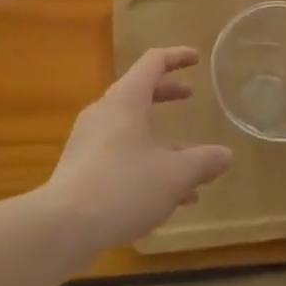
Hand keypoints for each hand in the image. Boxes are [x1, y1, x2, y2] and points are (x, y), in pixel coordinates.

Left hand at [43, 47, 233, 255]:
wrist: (61, 228)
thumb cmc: (122, 187)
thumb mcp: (174, 175)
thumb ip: (203, 162)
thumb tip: (225, 155)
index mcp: (126, 101)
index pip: (153, 63)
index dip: (177, 57)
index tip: (196, 58)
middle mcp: (105, 114)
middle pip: (140, 94)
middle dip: (168, 95)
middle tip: (190, 95)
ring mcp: (90, 142)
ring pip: (132, 131)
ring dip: (162, 142)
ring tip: (192, 165)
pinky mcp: (82, 170)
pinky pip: (121, 156)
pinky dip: (147, 165)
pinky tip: (169, 200)